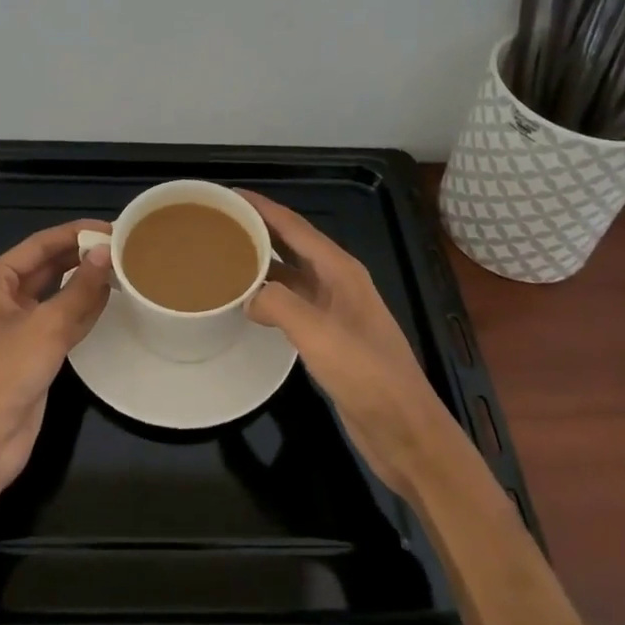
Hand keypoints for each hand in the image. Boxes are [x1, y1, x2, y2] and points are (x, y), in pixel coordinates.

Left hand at [0, 220, 112, 489]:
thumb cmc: (6, 372)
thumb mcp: (47, 325)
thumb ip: (80, 288)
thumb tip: (107, 252)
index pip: (40, 244)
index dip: (75, 233)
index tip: (111, 228)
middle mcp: (3, 297)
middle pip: (48, 266)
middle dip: (81, 256)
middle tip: (123, 247)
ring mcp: (17, 326)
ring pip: (57, 293)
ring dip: (85, 282)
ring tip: (123, 267)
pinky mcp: (32, 351)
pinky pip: (61, 320)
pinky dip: (83, 308)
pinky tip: (110, 299)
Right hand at [240, 190, 458, 494]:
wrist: (405, 430)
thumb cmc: (366, 375)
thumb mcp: (319, 334)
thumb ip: (279, 304)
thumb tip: (249, 296)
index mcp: (340, 270)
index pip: (294, 226)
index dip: (263, 207)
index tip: (230, 194)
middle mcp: (338, 282)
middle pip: (292, 244)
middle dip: (259, 229)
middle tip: (220, 222)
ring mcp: (335, 310)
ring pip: (291, 274)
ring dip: (262, 262)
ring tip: (225, 256)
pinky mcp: (329, 337)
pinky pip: (292, 304)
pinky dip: (269, 296)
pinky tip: (247, 303)